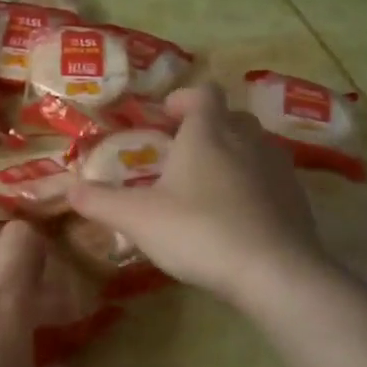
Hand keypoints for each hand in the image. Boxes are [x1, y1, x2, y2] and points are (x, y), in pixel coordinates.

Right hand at [67, 83, 330, 306]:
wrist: (275, 272)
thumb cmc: (199, 231)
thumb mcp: (137, 218)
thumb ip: (100, 201)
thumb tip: (69, 188)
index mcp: (208, 133)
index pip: (203, 94)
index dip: (183, 99)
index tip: (164, 117)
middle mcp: (248, 140)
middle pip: (230, 118)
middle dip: (206, 128)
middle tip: (180, 153)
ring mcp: (278, 169)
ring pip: (254, 147)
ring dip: (231, 156)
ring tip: (206, 186)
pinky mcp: (297, 200)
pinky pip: (270, 180)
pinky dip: (252, 187)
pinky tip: (235, 218)